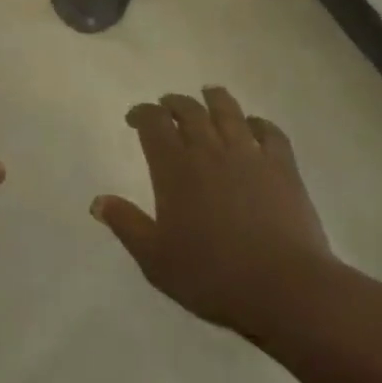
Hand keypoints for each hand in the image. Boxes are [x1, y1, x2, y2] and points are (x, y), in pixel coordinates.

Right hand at [92, 87, 332, 337]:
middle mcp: (209, 150)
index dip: (141, 113)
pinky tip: (255, 125)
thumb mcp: (156, 259)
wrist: (284, 288)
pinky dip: (259, 123)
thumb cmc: (212, 276)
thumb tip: (97, 201)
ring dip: (214, 99)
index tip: (135, 118)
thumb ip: (126, 225)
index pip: (153, 122)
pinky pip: (270, 132)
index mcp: (174, 167)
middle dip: (174, 103)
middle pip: (189, 110)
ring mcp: (248, 154)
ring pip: (228, 111)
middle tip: (167, 106)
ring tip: (209, 94)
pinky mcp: (282, 167)